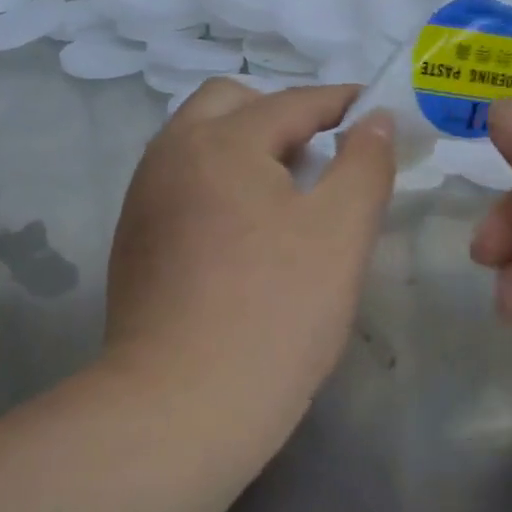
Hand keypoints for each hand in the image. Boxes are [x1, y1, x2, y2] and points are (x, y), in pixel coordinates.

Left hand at [104, 80, 395, 443]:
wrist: (179, 410)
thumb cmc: (275, 311)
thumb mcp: (341, 231)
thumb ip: (366, 163)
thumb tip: (376, 120)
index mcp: (221, 141)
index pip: (293, 102)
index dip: (342, 101)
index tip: (375, 110)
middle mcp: (171, 154)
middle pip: (230, 103)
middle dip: (282, 114)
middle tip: (323, 152)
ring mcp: (144, 197)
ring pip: (201, 141)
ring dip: (248, 146)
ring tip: (291, 191)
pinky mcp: (135, 239)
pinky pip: (184, 181)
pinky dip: (221, 180)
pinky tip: (248, 230)